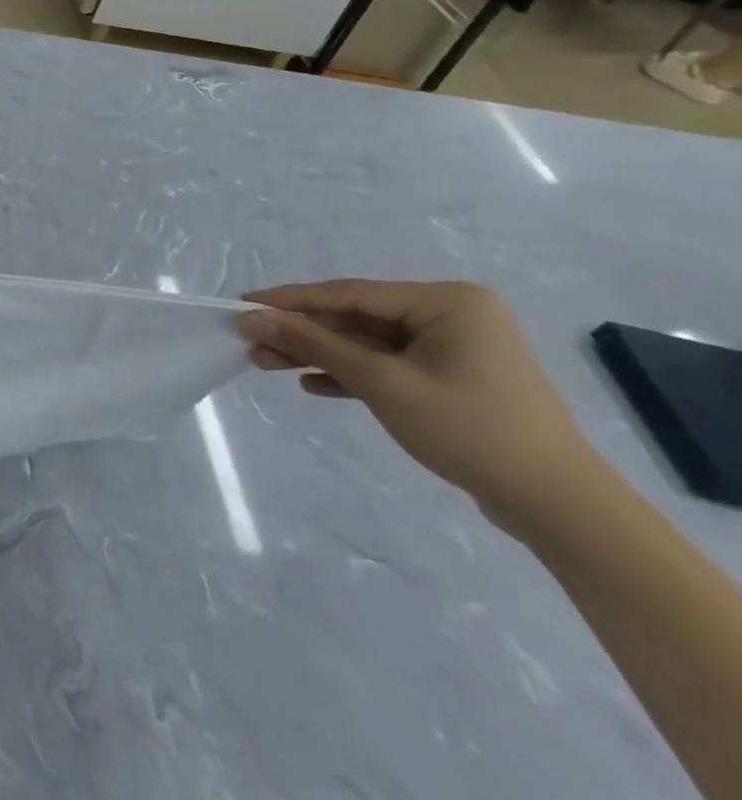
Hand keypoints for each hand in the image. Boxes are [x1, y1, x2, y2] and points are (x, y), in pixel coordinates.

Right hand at [236, 280, 601, 529]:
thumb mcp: (380, 382)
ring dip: (319, 355)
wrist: (556, 505)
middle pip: (355, 318)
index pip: (349, 293)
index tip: (242, 305)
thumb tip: (251, 317)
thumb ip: (314, 344)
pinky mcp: (451, 379)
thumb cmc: (468, 428)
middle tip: (250, 342)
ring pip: (367, 344)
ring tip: (266, 364)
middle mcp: (451, 314)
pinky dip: (350, 375)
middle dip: (302, 334)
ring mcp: (453, 348)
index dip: (290, 300)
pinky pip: (387, 366)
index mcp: (445, 301)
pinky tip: (312, 385)